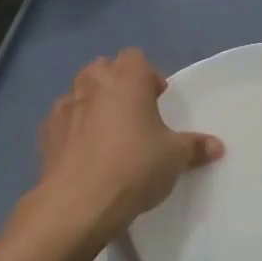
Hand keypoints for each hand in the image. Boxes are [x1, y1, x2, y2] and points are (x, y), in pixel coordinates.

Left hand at [35, 50, 223, 240]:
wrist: (78, 203)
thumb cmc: (135, 167)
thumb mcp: (175, 158)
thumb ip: (195, 147)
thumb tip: (217, 146)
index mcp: (126, 79)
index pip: (135, 57)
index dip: (147, 75)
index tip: (157, 100)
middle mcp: (92, 84)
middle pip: (103, 68)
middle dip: (117, 84)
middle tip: (134, 114)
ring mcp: (64, 107)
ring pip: (79, 92)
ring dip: (92, 105)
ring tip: (108, 135)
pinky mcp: (45, 134)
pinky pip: (62, 121)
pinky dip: (73, 129)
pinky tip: (84, 154)